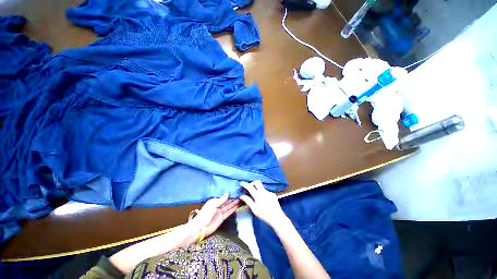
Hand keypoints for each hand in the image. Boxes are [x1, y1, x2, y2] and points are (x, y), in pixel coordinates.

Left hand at [191, 192, 239, 236]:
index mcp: (215, 201)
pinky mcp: (222, 218)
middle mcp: (218, 205)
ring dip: (234, 203)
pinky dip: (233, 209)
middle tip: (240, 194)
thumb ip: (222, 199)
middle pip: (227, 201)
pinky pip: (229, 212)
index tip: (236, 191)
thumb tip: (227, 192)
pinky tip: (237, 206)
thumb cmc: (205, 214)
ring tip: (241, 199)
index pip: (224, 196)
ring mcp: (220, 212)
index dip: (230, 194)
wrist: (200, 228)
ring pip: (229, 206)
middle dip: (233, 198)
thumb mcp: (213, 205)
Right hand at [240, 180, 287, 227]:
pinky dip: (263, 194)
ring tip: (257, 198)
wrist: (277, 218)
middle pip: (257, 182)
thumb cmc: (264, 214)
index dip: (245, 184)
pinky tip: (264, 201)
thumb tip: (241, 196)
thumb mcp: (254, 209)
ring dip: (258, 190)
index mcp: (258, 195)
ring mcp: (269, 192)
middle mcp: (264, 191)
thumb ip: (248, 201)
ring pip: (261, 187)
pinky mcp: (273, 194)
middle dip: (252, 183)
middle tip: (249, 188)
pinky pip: (266, 192)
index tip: (241, 183)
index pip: (250, 186)